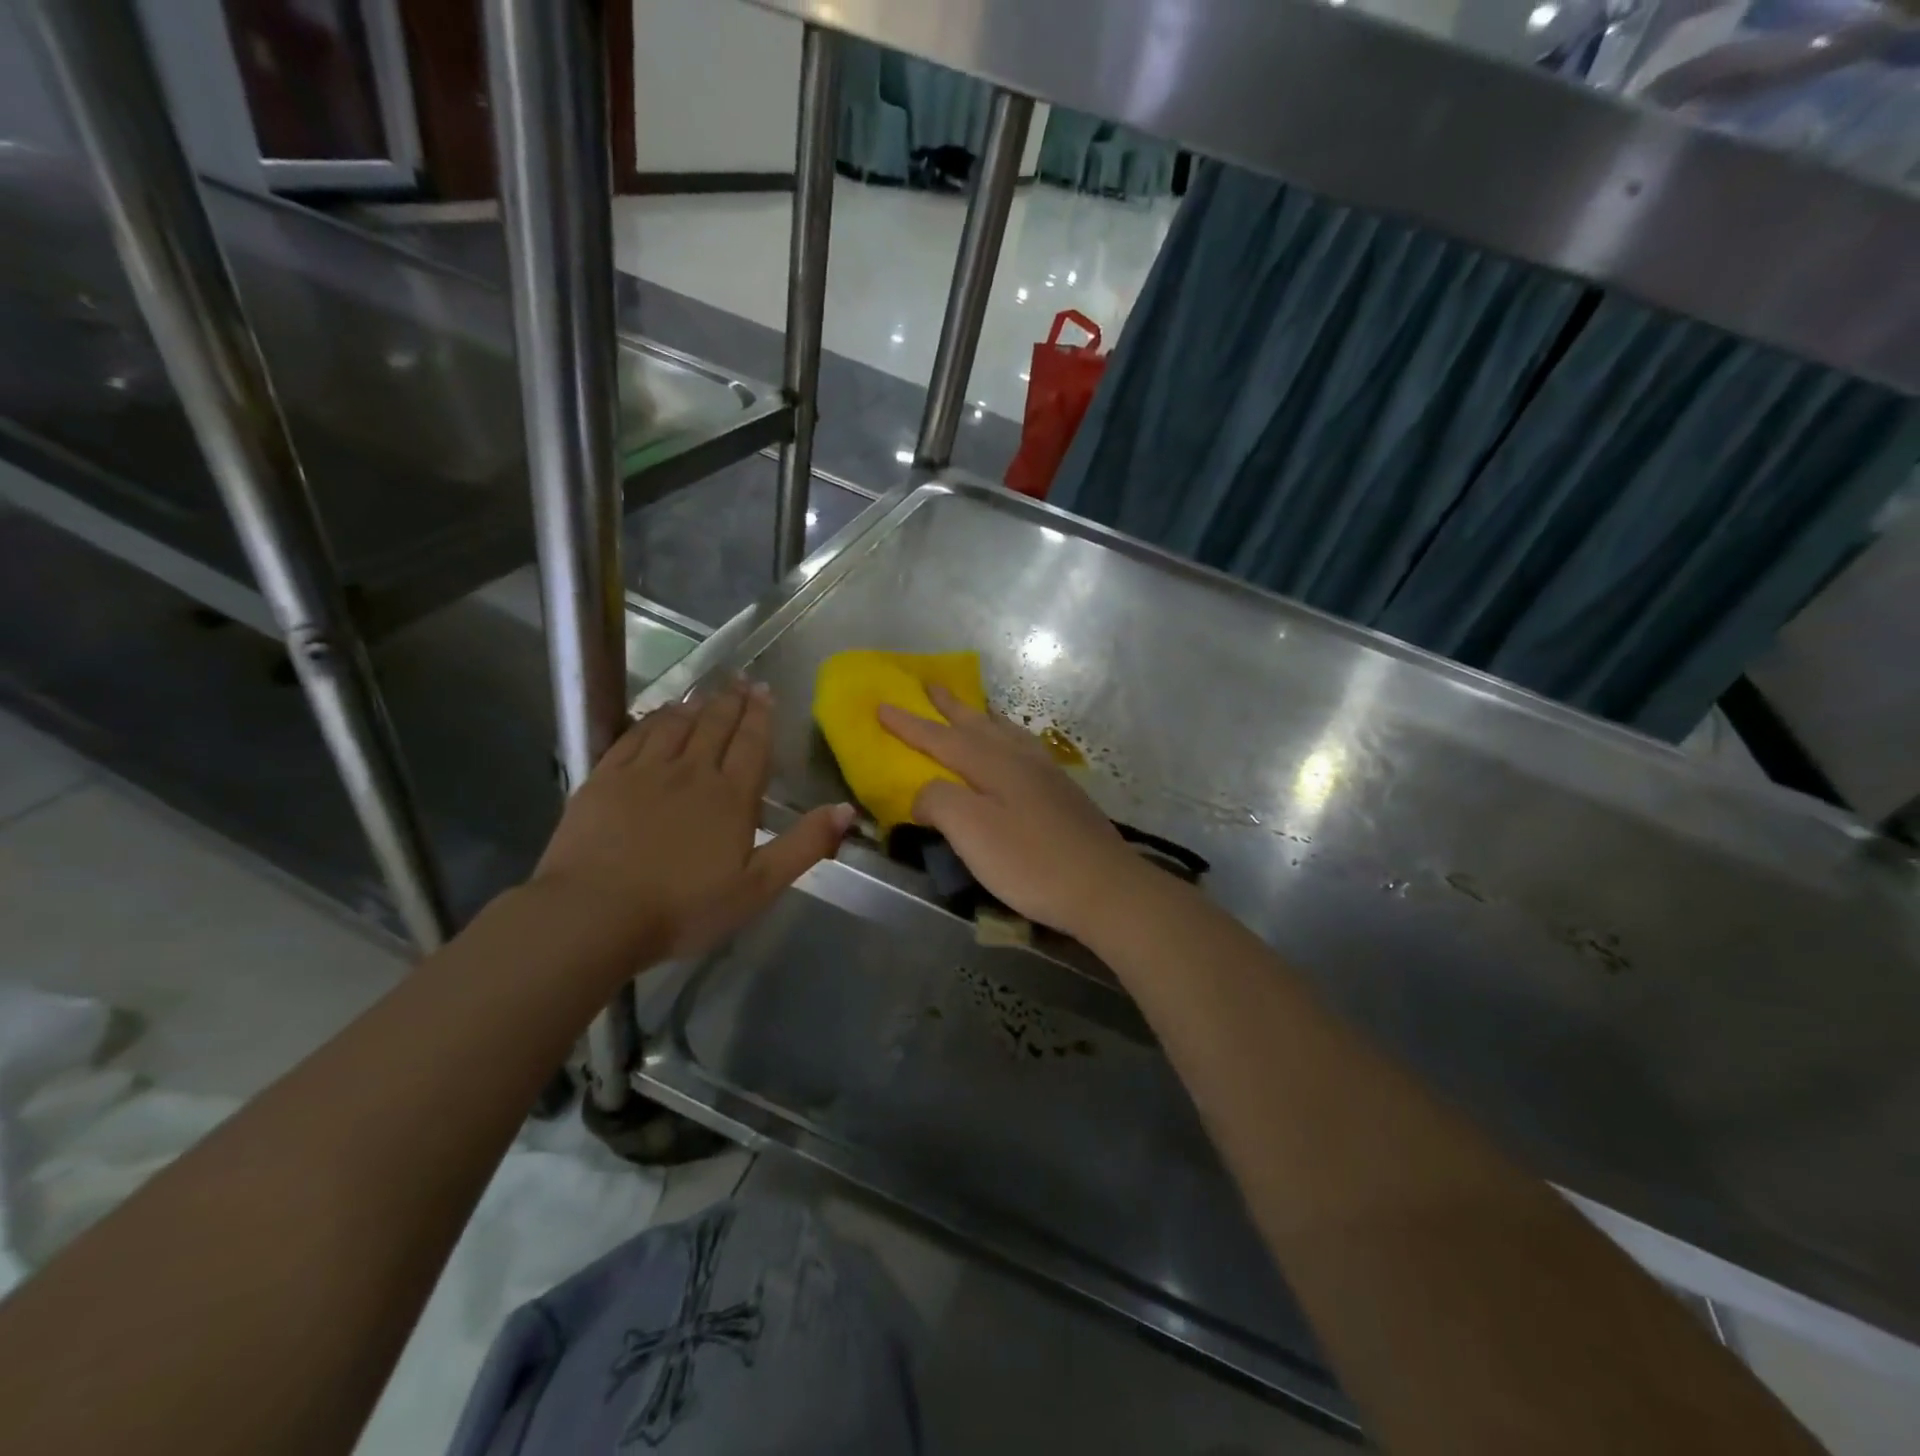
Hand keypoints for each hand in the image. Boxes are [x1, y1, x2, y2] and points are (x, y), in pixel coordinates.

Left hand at [532, 681, 852, 964]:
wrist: (594, 915)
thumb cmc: (684, 907)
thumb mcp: (758, 887)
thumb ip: (804, 845)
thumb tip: (847, 809)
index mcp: (731, 796)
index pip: (752, 743)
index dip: (760, 715)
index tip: (765, 691)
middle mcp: (690, 772)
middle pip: (715, 725)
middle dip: (732, 701)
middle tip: (741, 681)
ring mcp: (643, 772)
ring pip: (675, 724)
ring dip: (694, 705)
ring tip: (706, 692)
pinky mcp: (604, 779)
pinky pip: (633, 736)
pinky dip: (651, 719)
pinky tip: (657, 715)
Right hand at [878, 683, 1146, 937]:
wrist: (1104, 887)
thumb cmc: (1031, 862)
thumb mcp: (972, 833)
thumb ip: (939, 802)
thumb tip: (923, 792)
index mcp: (993, 764)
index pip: (941, 738)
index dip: (909, 723)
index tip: (881, 704)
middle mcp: (1020, 759)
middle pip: (977, 724)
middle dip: (950, 706)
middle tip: (930, 683)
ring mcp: (1047, 774)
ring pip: (1006, 733)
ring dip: (982, 717)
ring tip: (972, 708)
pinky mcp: (1063, 793)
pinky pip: (1025, 748)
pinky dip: (1009, 737)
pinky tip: (1015, 750)